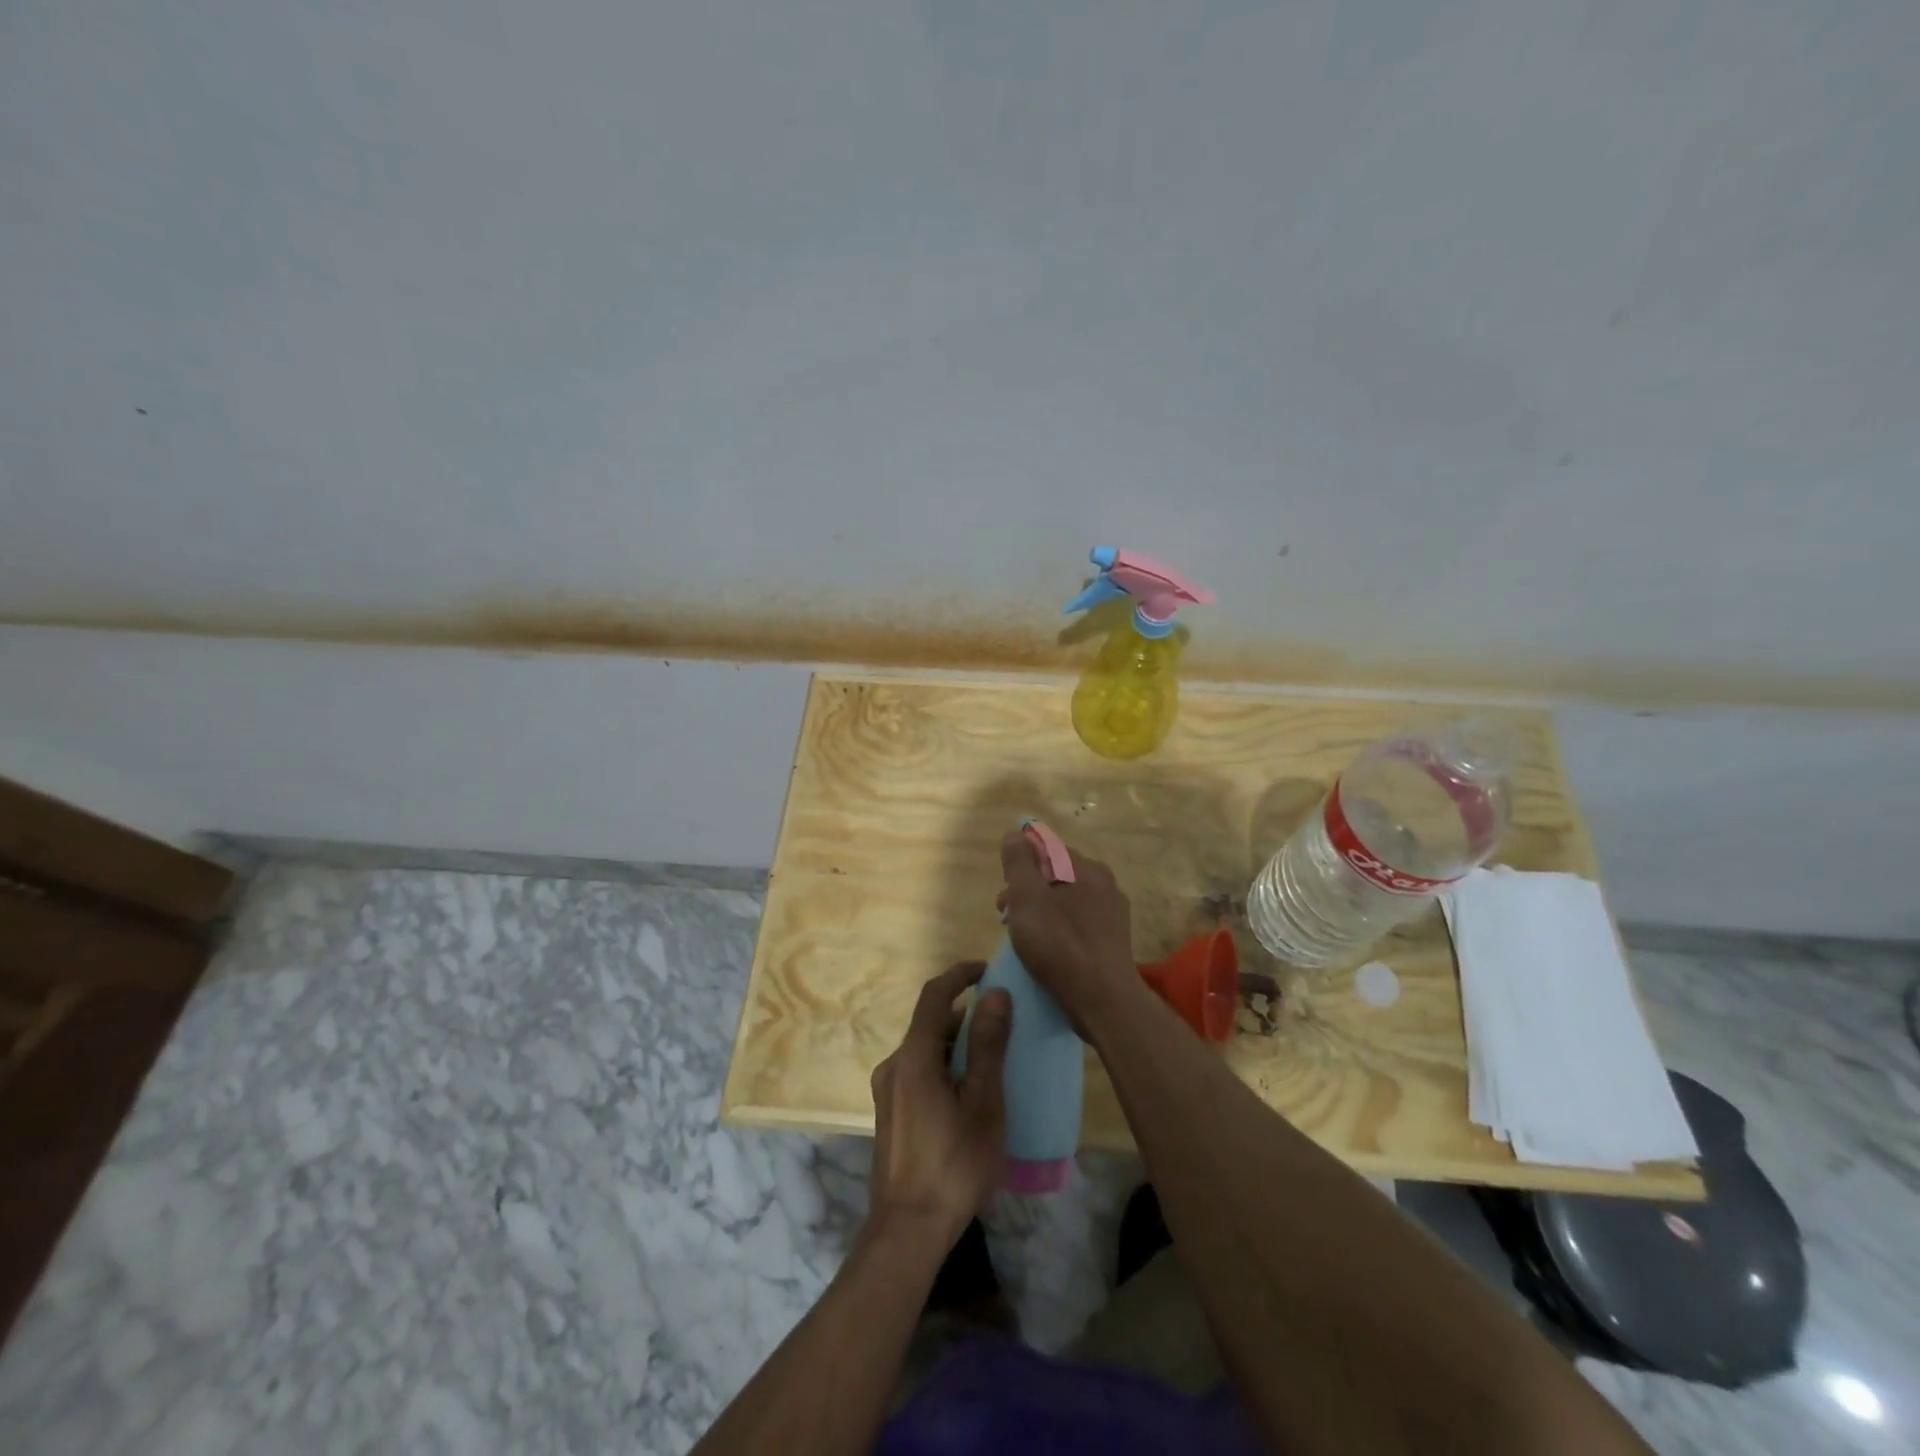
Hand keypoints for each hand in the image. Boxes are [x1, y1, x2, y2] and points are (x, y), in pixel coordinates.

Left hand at [866, 962, 1011, 1250]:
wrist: (908, 1230)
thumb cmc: (953, 1164)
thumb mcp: (983, 1103)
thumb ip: (987, 1046)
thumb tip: (995, 994)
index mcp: (914, 1057)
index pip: (935, 996)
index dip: (959, 975)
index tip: (987, 969)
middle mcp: (894, 1065)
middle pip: (929, 1023)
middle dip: (964, 1014)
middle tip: (1001, 1020)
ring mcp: (887, 1091)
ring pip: (924, 1050)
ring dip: (954, 1043)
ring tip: (991, 1058)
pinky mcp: (890, 1114)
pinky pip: (918, 1072)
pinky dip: (943, 1066)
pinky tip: (968, 1092)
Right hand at [999, 830, 1139, 1029]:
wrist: (1103, 998)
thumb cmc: (1059, 944)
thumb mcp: (1026, 898)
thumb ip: (1018, 863)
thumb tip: (1015, 833)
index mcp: (1084, 866)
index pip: (1045, 846)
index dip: (1019, 864)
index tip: (1005, 893)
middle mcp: (1103, 880)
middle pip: (1056, 872)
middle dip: (1028, 889)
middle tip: (1007, 917)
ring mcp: (1113, 909)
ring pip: (1067, 897)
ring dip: (1043, 909)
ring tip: (1026, 936)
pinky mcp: (1114, 936)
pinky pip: (1080, 919)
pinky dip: (1061, 926)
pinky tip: (1051, 948)